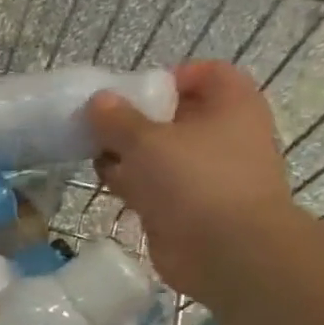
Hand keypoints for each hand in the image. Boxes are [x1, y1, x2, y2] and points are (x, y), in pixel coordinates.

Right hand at [87, 60, 292, 300]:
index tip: (132, 92)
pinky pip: (153, 184)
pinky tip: (104, 181)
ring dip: (127, 152)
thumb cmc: (195, 181)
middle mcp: (223, 135)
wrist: (225, 251)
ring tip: (92, 152)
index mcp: (231, 105)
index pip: (205, 74)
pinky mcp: (185, 206)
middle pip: (175, 115)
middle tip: (100, 124)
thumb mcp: (147, 141)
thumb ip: (117, 119)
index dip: (169, 77)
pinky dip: (130, 181)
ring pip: (160, 153)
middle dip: (136, 118)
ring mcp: (204, 173)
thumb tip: (97, 102)